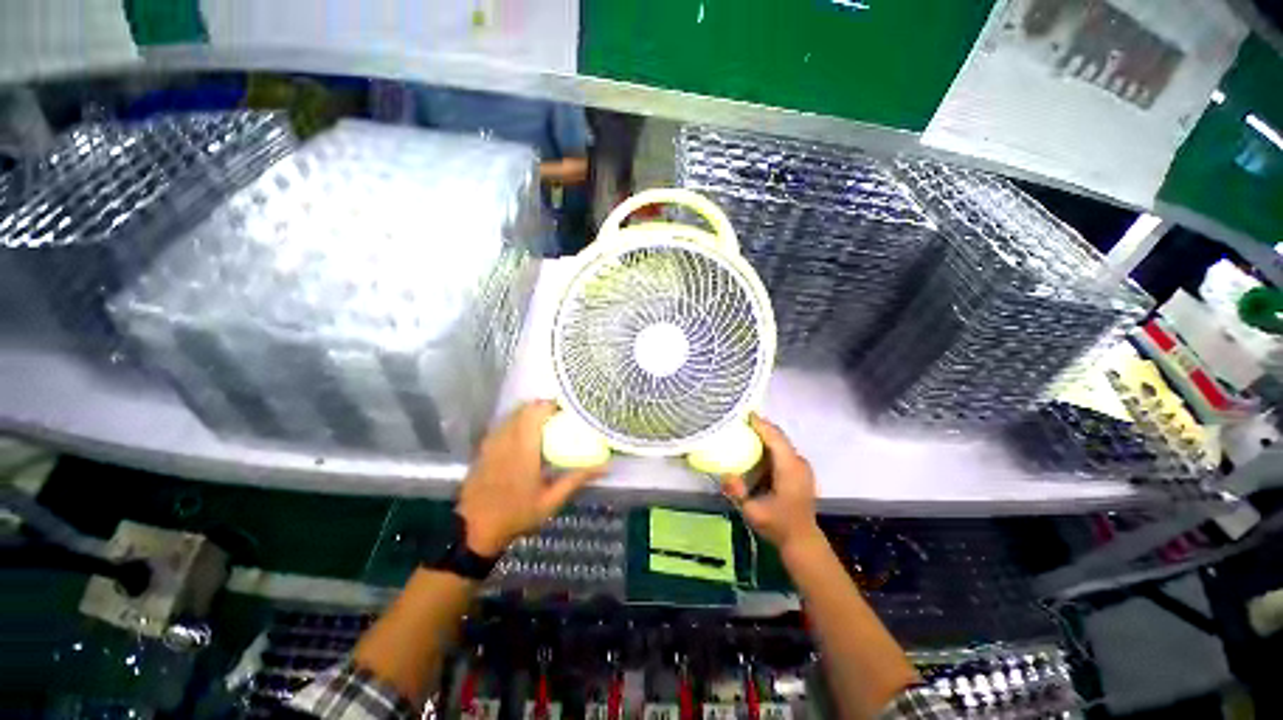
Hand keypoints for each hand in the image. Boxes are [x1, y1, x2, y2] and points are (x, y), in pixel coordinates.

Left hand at [456, 400, 604, 555]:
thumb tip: (605, 467)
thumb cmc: (516, 515)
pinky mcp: (484, 448)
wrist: (474, 529)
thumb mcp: (551, 500)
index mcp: (524, 449)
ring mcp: (492, 442)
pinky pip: (503, 424)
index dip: (553, 406)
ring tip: (546, 423)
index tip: (568, 411)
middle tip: (560, 416)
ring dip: (530, 412)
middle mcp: (506, 439)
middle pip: (525, 408)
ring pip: (512, 414)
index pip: (537, 413)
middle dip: (543, 407)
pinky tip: (525, 435)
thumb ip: (576, 479)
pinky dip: (517, 421)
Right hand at [721, 414, 821, 552]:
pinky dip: (769, 443)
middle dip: (760, 425)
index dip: (760, 424)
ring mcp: (801, 466)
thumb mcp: (753, 512)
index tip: (744, 413)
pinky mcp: (799, 470)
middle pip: (779, 436)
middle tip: (739, 419)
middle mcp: (798, 462)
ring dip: (764, 433)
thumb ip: (738, 492)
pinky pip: (782, 449)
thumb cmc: (778, 525)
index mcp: (789, 469)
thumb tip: (725, 474)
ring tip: (744, 428)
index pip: (775, 438)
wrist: (802, 540)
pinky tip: (754, 445)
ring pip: (781, 441)